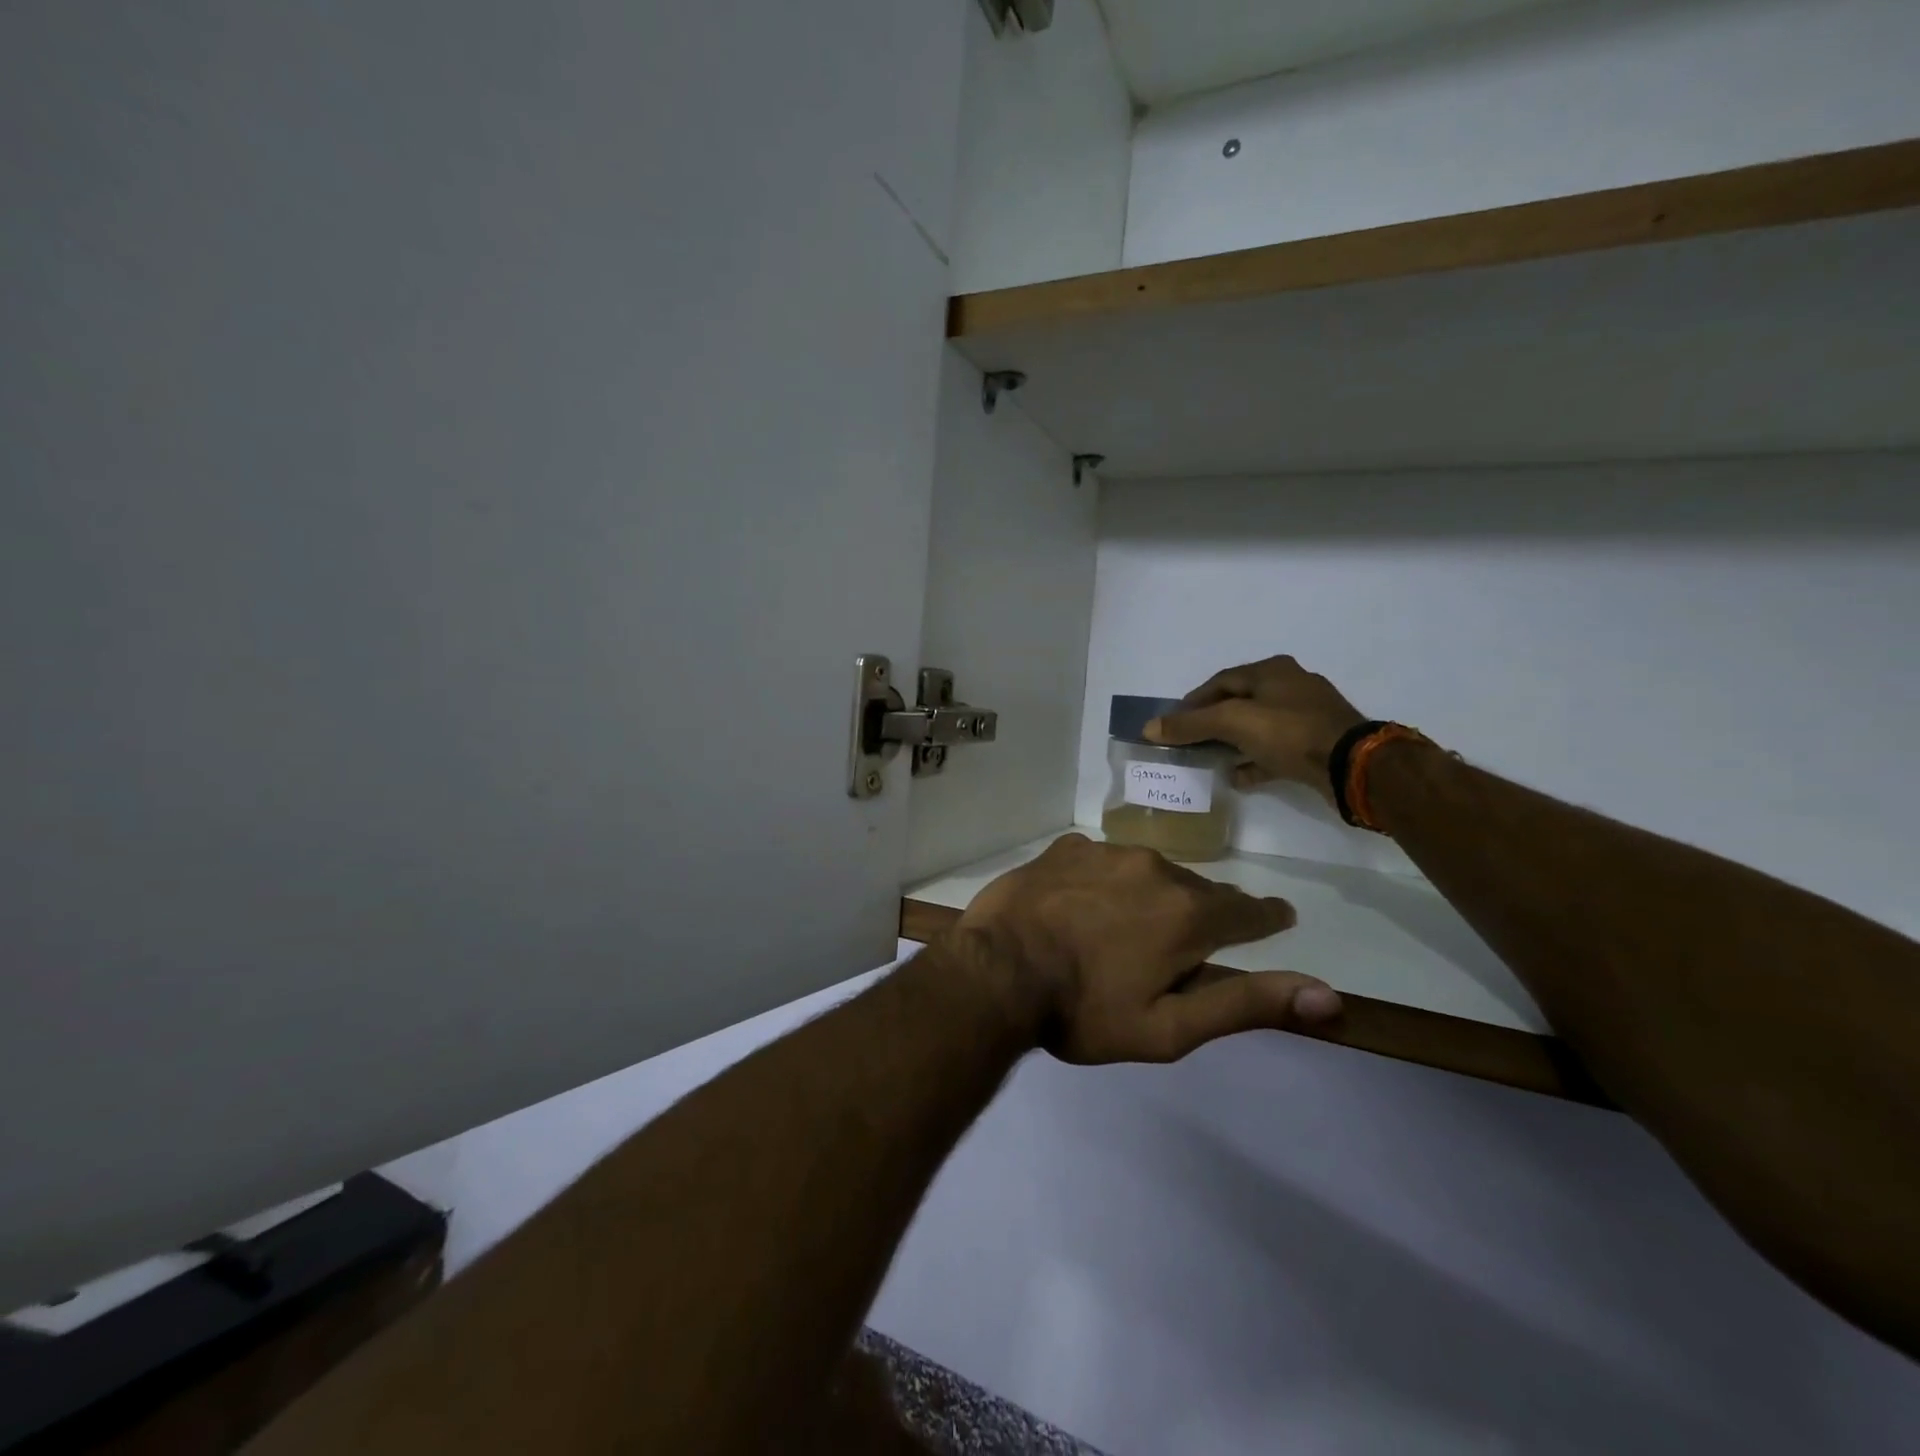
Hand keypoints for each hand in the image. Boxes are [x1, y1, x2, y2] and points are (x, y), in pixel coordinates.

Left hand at [956, 834, 1340, 1064]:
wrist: (996, 972)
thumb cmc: (1083, 1010)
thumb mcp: (1168, 1027)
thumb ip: (1247, 1004)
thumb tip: (1329, 995)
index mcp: (1188, 914)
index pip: (1248, 912)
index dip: (1264, 919)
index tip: (1274, 918)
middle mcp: (1156, 868)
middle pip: (1196, 891)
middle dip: (1199, 914)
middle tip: (1180, 945)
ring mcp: (1107, 851)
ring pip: (1148, 871)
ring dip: (1149, 894)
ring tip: (1129, 926)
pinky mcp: (1066, 847)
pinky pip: (1102, 861)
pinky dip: (1105, 881)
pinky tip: (1084, 904)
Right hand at [1145, 654, 1365, 803]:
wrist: (1351, 765)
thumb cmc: (1288, 732)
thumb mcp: (1231, 723)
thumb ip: (1189, 724)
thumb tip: (1148, 728)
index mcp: (1272, 671)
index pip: (1221, 680)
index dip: (1193, 701)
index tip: (1174, 722)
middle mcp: (1291, 686)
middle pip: (1240, 702)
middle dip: (1212, 722)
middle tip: (1190, 741)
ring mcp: (1307, 716)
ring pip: (1258, 726)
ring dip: (1233, 742)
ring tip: (1210, 760)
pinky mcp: (1317, 744)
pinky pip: (1276, 750)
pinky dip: (1254, 760)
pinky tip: (1238, 777)